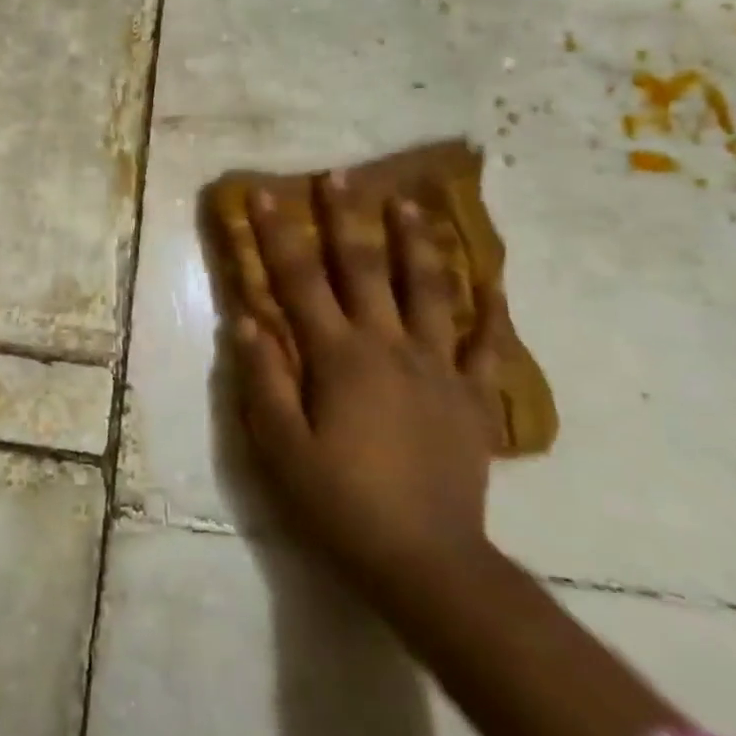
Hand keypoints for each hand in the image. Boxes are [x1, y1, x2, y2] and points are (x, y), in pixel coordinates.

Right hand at [229, 171, 509, 597]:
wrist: (425, 560)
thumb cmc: (340, 503)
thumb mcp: (280, 447)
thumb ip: (263, 379)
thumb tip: (245, 320)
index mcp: (338, 357)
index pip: (300, 281)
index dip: (280, 236)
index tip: (268, 195)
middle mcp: (388, 347)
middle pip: (365, 269)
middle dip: (348, 218)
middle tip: (341, 175)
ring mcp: (436, 368)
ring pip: (428, 289)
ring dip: (417, 241)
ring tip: (411, 201)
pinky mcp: (471, 396)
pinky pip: (484, 343)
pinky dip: (487, 308)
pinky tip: (490, 279)